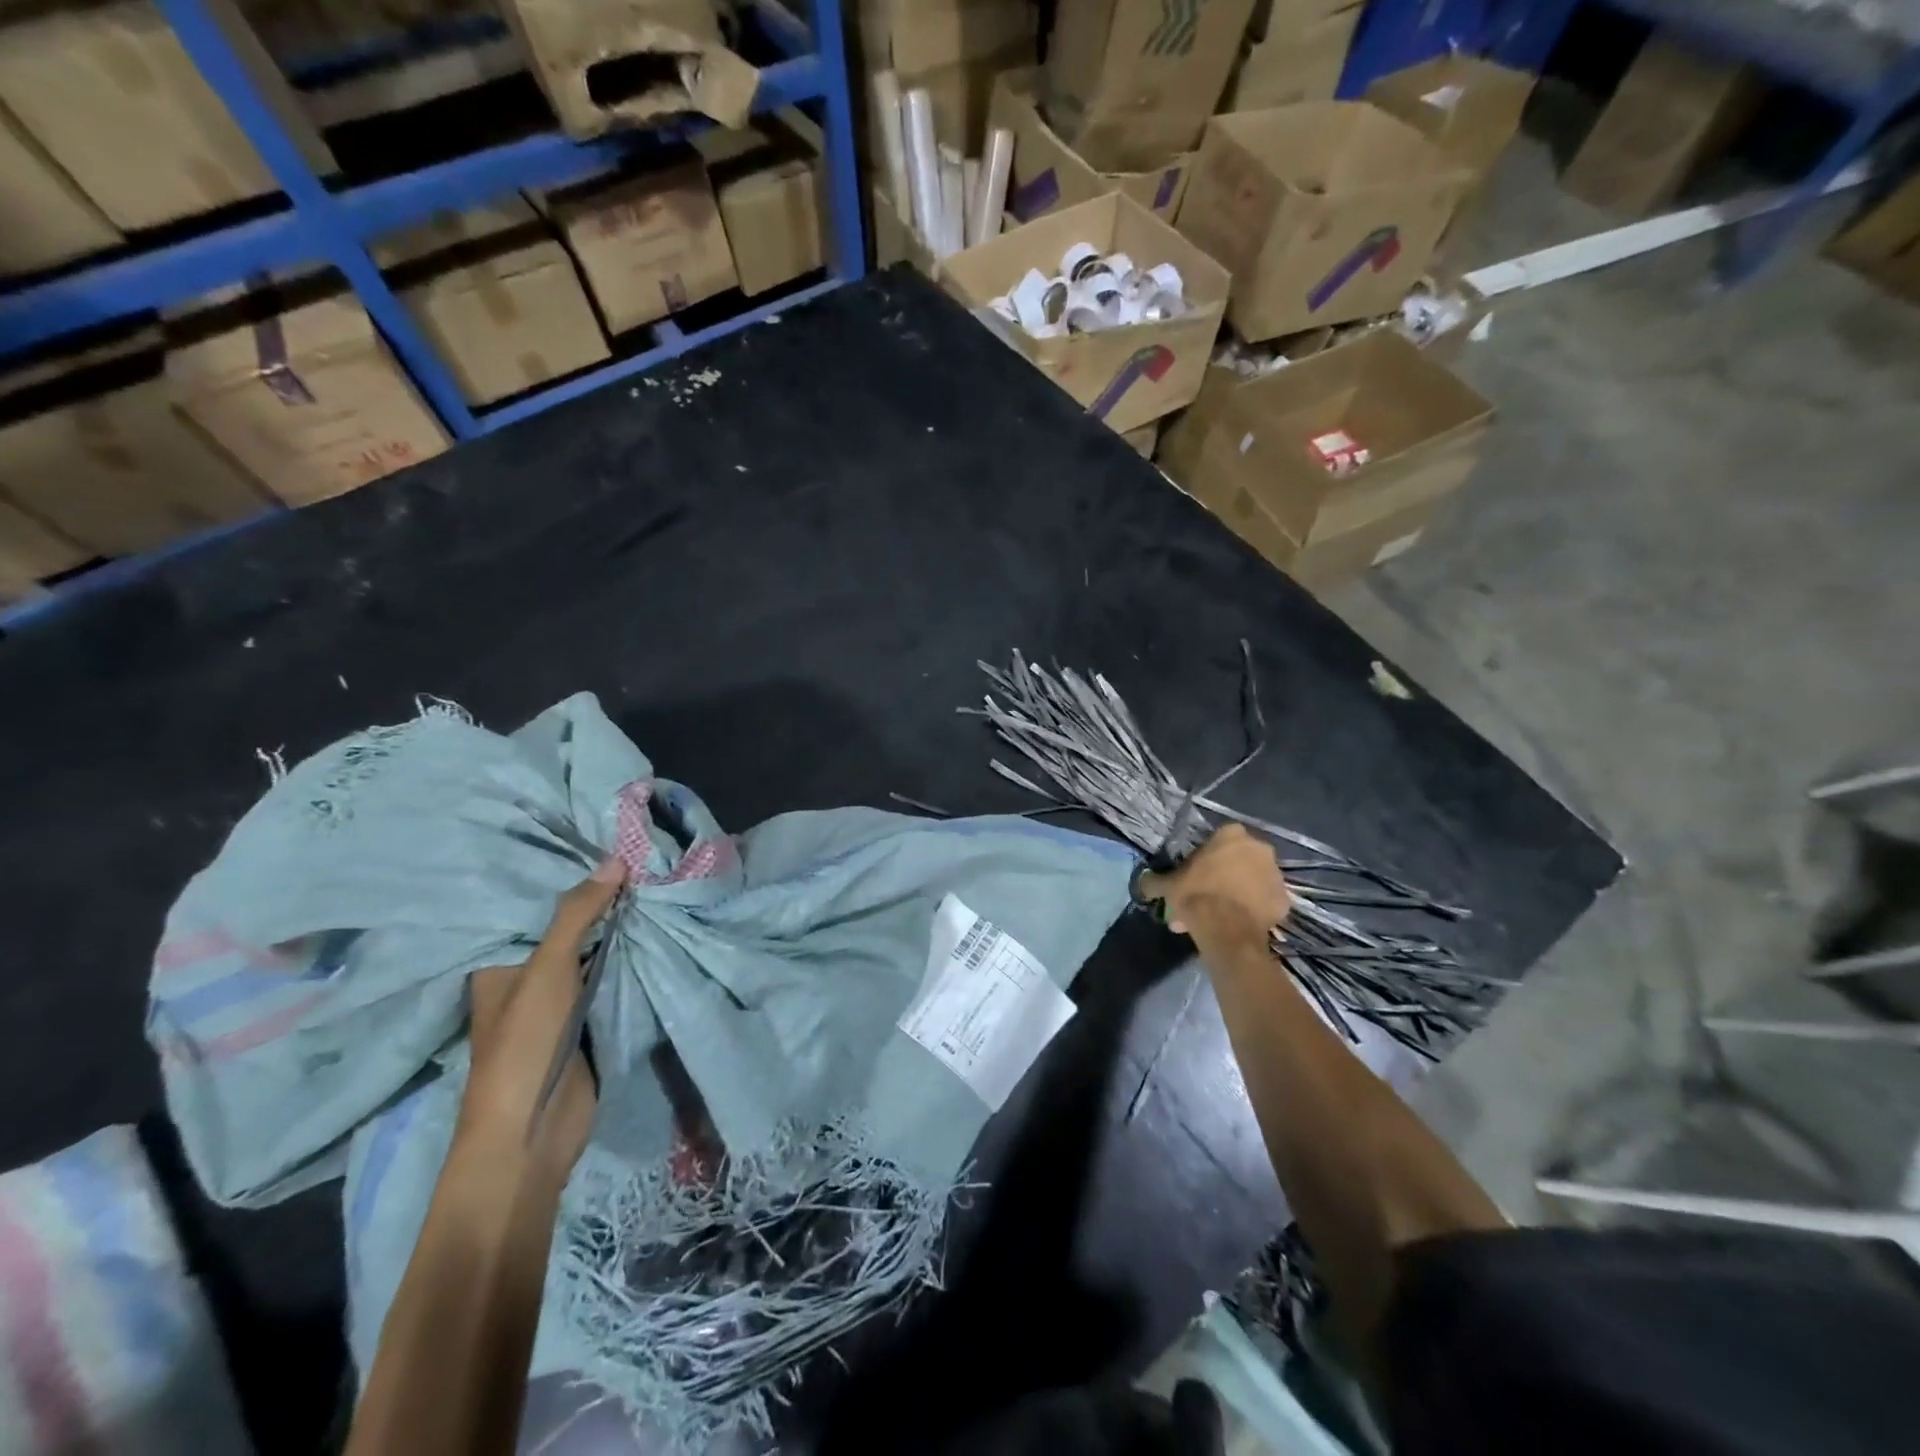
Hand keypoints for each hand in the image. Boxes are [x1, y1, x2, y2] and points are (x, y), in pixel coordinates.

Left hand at [460, 856, 626, 1185]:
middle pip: (569, 930)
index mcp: (500, 964)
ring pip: (594, 953)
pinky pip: (612, 979)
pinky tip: (658, 927)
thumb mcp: (547, 969)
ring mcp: (561, 1001)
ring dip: (619, 929)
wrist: (532, 1132)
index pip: (534, 909)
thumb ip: (578, 915)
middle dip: (600, 901)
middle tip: (641, 856)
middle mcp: (528, 978)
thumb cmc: (523, 1045)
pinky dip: (631, 958)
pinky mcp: (590, 1021)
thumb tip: (616, 859)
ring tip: (656, 881)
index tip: (604, 843)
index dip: (568, 879)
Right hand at [1136, 824, 1289, 940]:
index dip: (1208, 856)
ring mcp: (1276, 874)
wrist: (1226, 929)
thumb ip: (1154, 881)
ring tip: (1222, 914)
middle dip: (1226, 874)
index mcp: (1232, 835)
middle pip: (1240, 859)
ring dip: (1242, 891)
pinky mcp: (1285, 900)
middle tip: (1208, 896)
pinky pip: (1267, 901)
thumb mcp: (1167, 885)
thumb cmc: (1196, 895)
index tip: (1197, 873)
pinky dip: (1256, 909)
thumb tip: (1143, 883)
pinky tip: (1238, 922)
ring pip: (1255, 880)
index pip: (1220, 838)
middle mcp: (1259, 848)